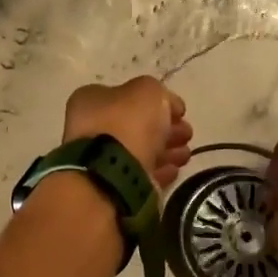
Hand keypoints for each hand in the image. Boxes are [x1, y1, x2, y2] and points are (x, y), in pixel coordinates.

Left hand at [63, 76, 193, 188]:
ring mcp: (99, 159)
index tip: (180, 113)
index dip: (157, 102)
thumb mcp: (148, 91)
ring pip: (139, 151)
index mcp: (91, 100)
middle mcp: (90, 128)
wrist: (112, 173)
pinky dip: (158, 171)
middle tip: (187, 134)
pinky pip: (139, 174)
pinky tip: (174, 170)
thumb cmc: (126, 123)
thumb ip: (159, 94)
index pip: (127, 96)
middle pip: (135, 125)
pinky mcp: (112, 185)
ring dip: (165, 151)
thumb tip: (169, 106)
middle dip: (165, 129)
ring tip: (185, 155)